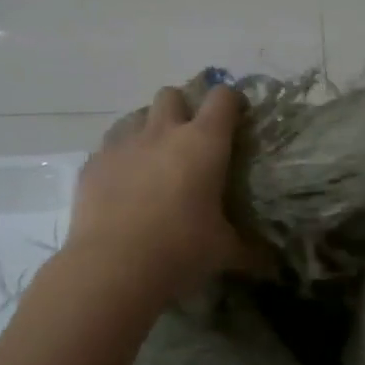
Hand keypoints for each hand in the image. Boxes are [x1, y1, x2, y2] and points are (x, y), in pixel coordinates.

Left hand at [66, 85, 266, 300]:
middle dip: (182, 109)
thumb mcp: (223, 251)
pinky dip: (120, 157)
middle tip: (189, 140)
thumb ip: (249, 250)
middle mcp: (163, 132)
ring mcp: (123, 144)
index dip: (231, 102)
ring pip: (137, 115)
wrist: (112, 269)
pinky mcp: (93, 164)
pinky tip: (123, 184)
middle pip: (172, 95)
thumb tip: (272, 264)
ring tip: (154, 159)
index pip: (222, 98)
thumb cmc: (180, 251)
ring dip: (148, 129)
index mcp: (203, 142)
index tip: (236, 118)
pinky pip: (109, 146)